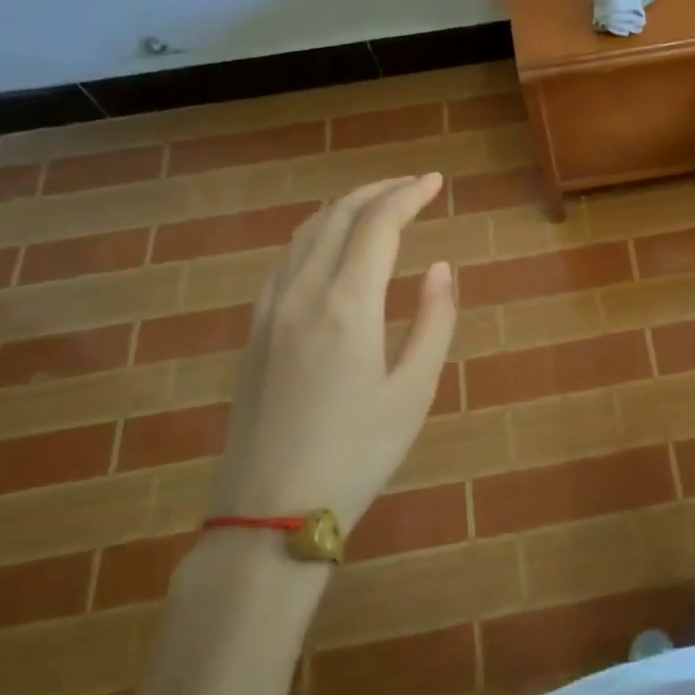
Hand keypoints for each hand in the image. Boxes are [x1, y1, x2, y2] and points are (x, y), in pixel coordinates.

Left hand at [207, 174, 455, 528]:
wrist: (269, 513)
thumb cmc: (357, 454)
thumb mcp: (414, 391)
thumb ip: (434, 320)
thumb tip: (441, 267)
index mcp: (348, 304)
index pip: (378, 224)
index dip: (408, 195)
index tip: (435, 182)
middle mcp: (303, 293)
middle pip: (339, 216)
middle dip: (379, 190)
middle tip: (413, 185)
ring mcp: (270, 310)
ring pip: (306, 233)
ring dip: (345, 208)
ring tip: (378, 205)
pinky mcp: (254, 331)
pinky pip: (285, 259)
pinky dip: (315, 234)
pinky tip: (330, 246)